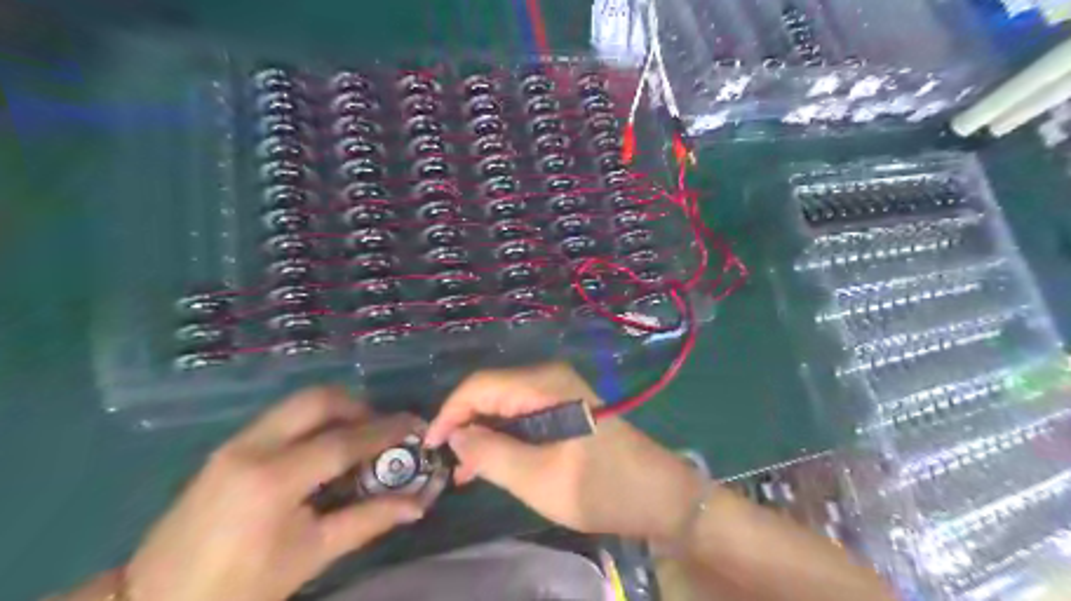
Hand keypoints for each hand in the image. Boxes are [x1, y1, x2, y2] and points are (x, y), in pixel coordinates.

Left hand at [125, 386, 427, 600]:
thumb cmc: (240, 588)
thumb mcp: (311, 555)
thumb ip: (368, 520)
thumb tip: (418, 503)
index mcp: (273, 480)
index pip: (344, 441)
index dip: (386, 431)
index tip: (416, 425)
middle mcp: (252, 447)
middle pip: (319, 400)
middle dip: (359, 407)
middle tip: (383, 429)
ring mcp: (234, 443)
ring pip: (298, 403)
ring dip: (337, 411)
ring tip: (358, 438)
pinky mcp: (227, 447)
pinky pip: (282, 417)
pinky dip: (313, 422)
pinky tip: (324, 449)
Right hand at [423, 364, 709, 541]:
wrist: (658, 494)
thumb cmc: (600, 487)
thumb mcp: (538, 478)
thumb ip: (490, 453)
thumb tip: (454, 435)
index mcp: (544, 385)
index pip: (479, 386)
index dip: (449, 413)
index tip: (430, 447)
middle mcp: (549, 378)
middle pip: (491, 392)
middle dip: (464, 424)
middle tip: (446, 464)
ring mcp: (559, 391)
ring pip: (505, 405)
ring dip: (483, 433)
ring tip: (465, 471)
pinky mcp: (565, 406)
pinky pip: (522, 414)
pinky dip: (504, 436)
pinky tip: (492, 462)